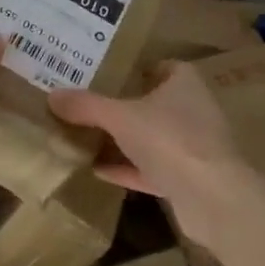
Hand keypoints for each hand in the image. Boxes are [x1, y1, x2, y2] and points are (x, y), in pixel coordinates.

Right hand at [49, 61, 256, 242]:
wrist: (212, 198)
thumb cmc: (170, 139)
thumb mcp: (120, 117)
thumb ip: (86, 106)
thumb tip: (52, 96)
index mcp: (184, 84)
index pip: (163, 67)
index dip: (137, 69)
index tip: (107, 73)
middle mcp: (192, 111)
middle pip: (154, 104)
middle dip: (124, 106)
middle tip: (87, 104)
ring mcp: (192, 148)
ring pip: (151, 138)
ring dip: (124, 141)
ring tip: (86, 137)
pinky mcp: (187, 180)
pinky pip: (150, 169)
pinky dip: (126, 169)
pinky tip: (96, 171)